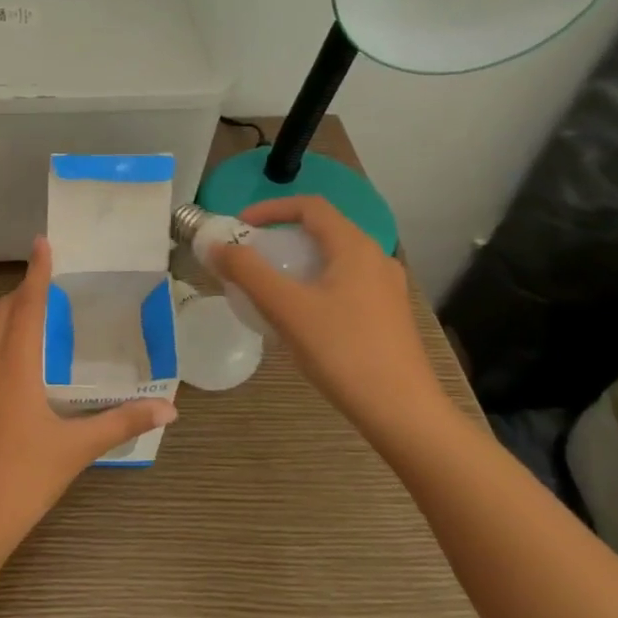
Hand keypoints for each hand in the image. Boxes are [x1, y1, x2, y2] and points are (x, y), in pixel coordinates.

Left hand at [0, 236, 175, 559]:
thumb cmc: (21, 477)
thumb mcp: (76, 449)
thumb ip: (121, 422)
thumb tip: (168, 408)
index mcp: (13, 366)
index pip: (26, 306)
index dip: (36, 273)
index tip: (43, 242)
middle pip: (2, 313)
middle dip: (24, 291)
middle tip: (54, 280)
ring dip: (14, 315)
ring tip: (45, 312)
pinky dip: (8, 340)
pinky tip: (30, 361)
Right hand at [209, 196, 450, 438]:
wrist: (402, 411)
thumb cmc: (342, 351)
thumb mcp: (286, 308)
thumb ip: (247, 272)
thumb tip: (215, 246)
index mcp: (355, 247)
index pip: (310, 206)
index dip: (270, 208)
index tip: (239, 227)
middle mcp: (376, 259)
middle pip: (322, 231)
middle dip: (279, 237)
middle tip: (248, 258)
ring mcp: (385, 288)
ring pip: (332, 259)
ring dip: (295, 262)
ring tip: (267, 287)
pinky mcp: (386, 315)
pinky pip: (343, 283)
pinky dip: (313, 284)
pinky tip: (297, 316)